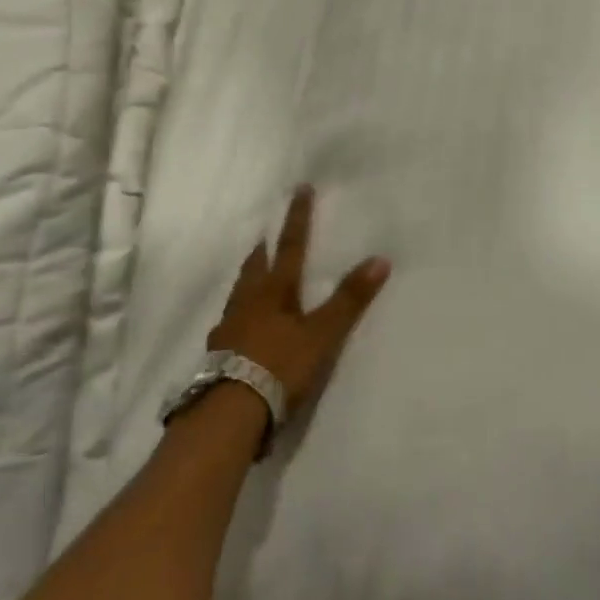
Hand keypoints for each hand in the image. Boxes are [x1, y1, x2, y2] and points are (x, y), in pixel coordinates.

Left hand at [208, 186, 391, 409]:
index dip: (298, 218)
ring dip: (248, 279)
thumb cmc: (280, 366)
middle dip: (264, 249)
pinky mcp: (219, 353)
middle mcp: (248, 302)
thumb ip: (349, 300)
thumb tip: (380, 259)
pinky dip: (237, 315)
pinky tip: (237, 326)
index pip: (291, 246)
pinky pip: (229, 323)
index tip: (300, 190)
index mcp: (274, 291)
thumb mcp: (322, 335)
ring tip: (252, 275)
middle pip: (256, 267)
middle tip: (264, 236)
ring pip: (239, 293)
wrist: (231, 410)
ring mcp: (229, 327)